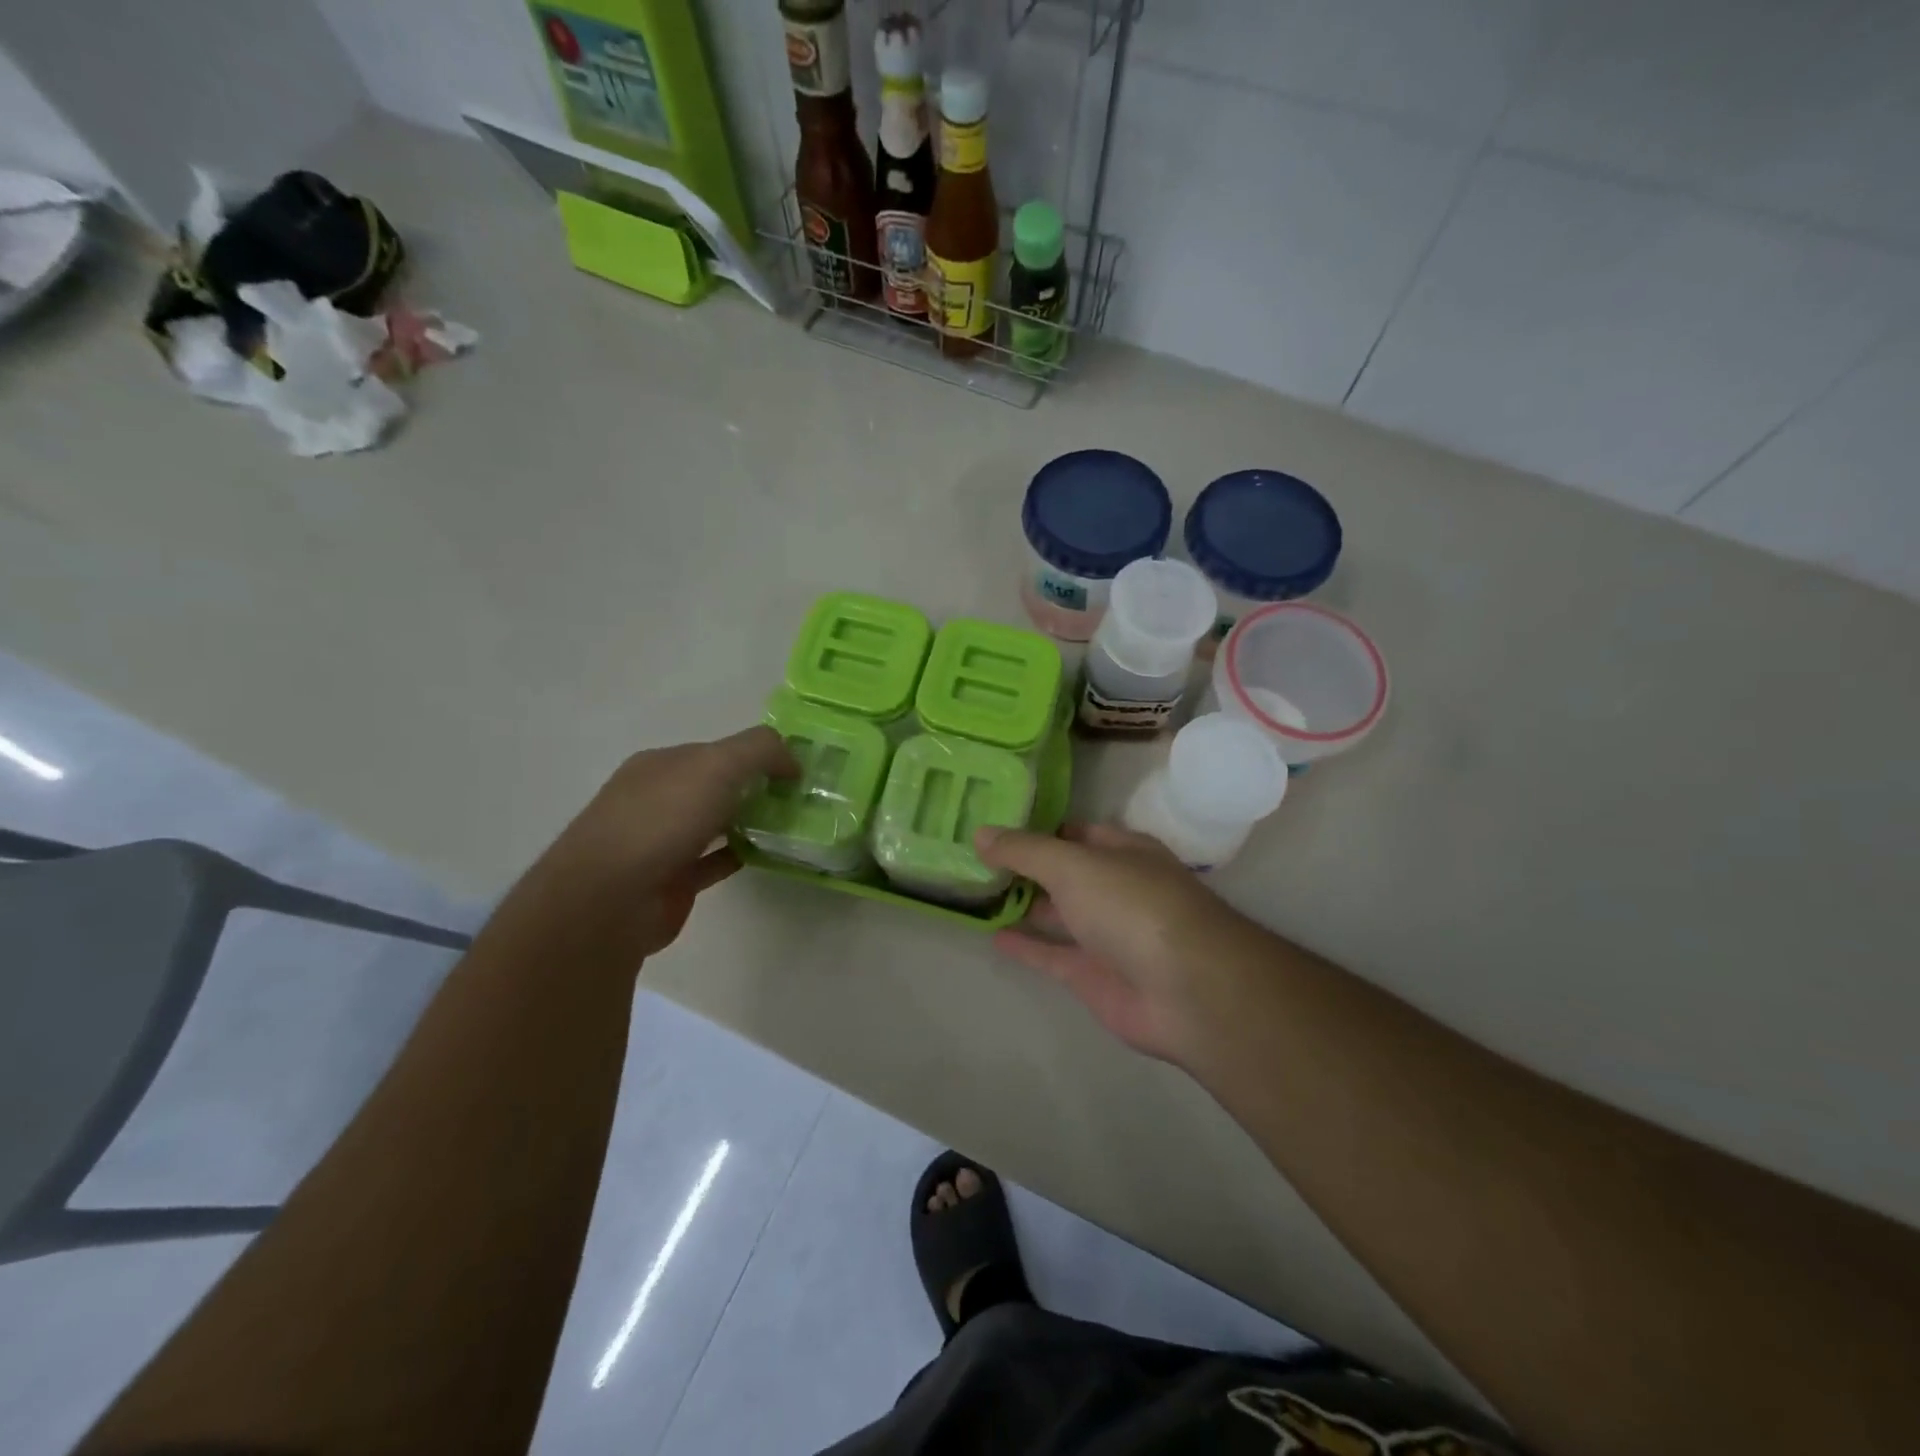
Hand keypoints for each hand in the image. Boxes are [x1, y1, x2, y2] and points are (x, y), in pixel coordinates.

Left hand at [538, 726, 797, 958]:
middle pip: (714, 786)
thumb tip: (792, 761)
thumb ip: (760, 750)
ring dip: (748, 822)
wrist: (611, 898)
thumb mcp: (718, 764)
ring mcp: (660, 842)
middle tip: (799, 798)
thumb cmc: (662, 819)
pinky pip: (713, 862)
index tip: (794, 770)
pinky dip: (739, 855)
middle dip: (753, 788)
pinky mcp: (670, 881)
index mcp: (660, 764)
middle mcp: (656, 799)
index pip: (715, 750)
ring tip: (791, 825)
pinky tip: (766, 855)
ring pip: (714, 824)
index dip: (755, 756)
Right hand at [976, 823, 1261, 1066]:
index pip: (1073, 832)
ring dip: (1023, 904)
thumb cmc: (1133, 906)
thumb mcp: (1073, 865)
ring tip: (974, 892)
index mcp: (1122, 851)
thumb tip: (980, 833)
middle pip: (1063, 873)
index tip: (992, 824)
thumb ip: (1025, 850)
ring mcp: (1106, 934)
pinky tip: (991, 935)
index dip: (1036, 828)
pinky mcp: (1094, 976)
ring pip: (1057, 914)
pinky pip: (1052, 955)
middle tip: (971, 858)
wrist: (1187, 990)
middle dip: (1025, 866)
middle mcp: (1115, 888)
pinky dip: (1025, 946)